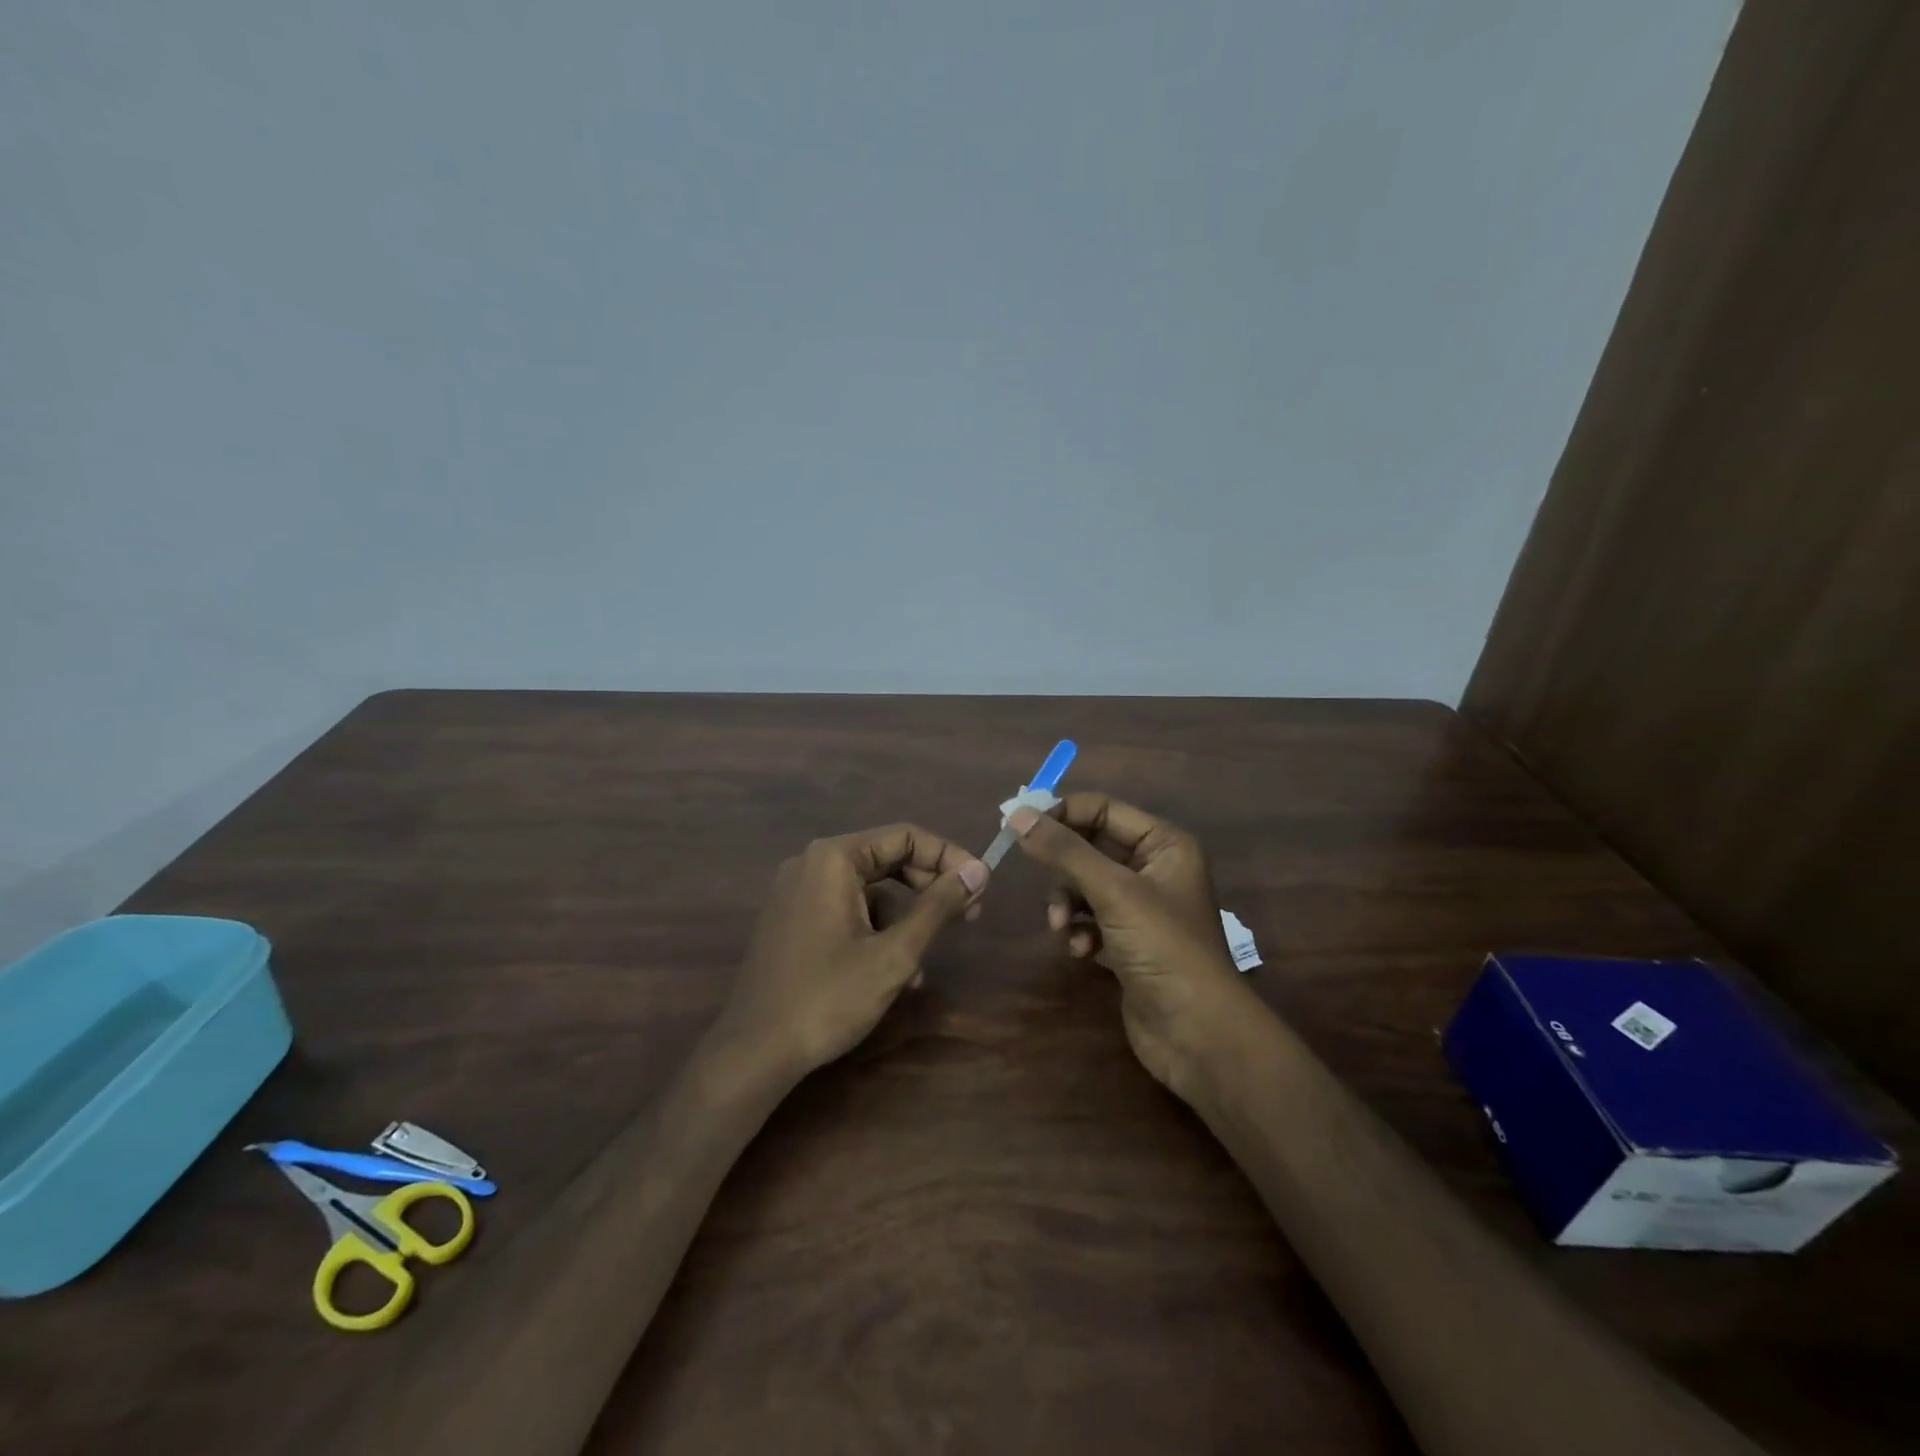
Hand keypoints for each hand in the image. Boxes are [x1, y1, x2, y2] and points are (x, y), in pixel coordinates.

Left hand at [717, 824, 989, 1077]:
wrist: (754, 1052)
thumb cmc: (828, 997)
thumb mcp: (895, 954)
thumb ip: (939, 907)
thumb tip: (979, 871)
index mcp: (834, 858)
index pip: (905, 836)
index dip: (949, 857)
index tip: (981, 886)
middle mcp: (812, 863)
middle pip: (887, 859)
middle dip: (929, 888)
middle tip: (968, 916)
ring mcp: (797, 892)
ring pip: (869, 890)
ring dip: (904, 920)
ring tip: (923, 965)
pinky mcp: (792, 919)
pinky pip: (846, 910)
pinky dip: (875, 931)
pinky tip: (893, 973)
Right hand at [1008, 794, 1252, 1095]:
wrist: (1198, 1033)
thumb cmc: (1164, 948)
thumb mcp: (1113, 892)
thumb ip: (1064, 851)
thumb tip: (1017, 814)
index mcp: (1163, 844)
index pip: (1102, 809)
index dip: (1061, 813)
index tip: (1019, 826)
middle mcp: (1153, 868)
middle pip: (1089, 847)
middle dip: (1063, 869)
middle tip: (1036, 878)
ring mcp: (1140, 907)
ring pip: (1083, 885)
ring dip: (1066, 904)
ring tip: (1062, 928)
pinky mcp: (1127, 941)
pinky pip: (1088, 919)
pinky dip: (1079, 931)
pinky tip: (1081, 952)